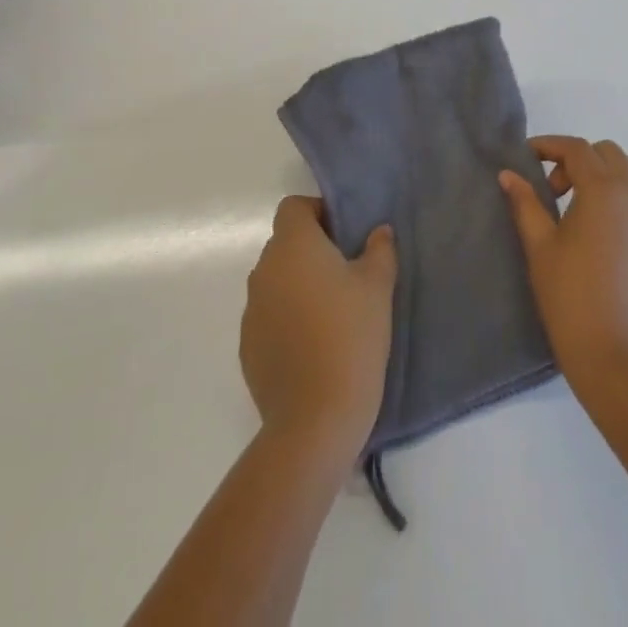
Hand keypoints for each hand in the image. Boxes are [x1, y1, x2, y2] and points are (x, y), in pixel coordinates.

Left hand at [241, 196, 396, 466]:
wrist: (316, 420)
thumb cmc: (351, 336)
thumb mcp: (378, 286)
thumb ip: (379, 249)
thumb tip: (377, 232)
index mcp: (293, 246)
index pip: (294, 207)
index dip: (318, 212)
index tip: (345, 235)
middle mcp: (264, 270)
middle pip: (285, 243)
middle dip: (312, 250)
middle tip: (348, 272)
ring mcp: (251, 311)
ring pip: (277, 281)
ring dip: (299, 285)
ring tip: (333, 312)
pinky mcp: (247, 347)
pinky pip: (269, 316)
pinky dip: (288, 319)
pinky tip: (314, 345)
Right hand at [499, 137, 627, 398]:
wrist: (621, 362)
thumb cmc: (571, 299)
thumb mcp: (540, 248)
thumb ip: (525, 204)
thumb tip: (509, 175)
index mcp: (604, 192)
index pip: (577, 149)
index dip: (549, 145)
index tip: (526, 158)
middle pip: (608, 156)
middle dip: (578, 161)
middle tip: (552, 191)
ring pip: (626, 183)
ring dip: (598, 184)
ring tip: (570, 221)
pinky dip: (614, 210)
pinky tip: (595, 248)